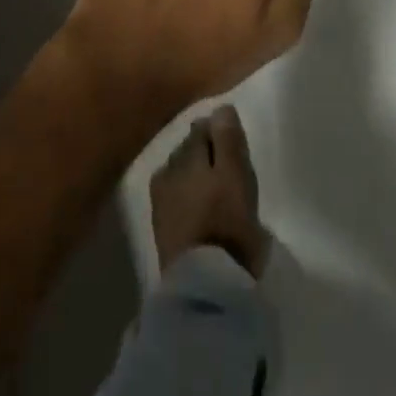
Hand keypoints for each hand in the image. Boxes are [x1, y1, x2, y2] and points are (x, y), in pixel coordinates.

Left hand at [149, 105, 270, 278]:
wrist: (204, 286)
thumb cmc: (226, 223)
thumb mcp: (235, 174)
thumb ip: (227, 139)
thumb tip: (220, 108)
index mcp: (186, 154)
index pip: (202, 127)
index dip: (219, 131)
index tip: (234, 142)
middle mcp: (167, 169)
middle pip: (188, 149)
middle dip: (204, 151)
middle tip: (227, 166)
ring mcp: (161, 202)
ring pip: (181, 174)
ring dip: (196, 176)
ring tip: (216, 189)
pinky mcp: (162, 230)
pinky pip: (177, 199)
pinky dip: (189, 198)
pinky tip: (201, 210)